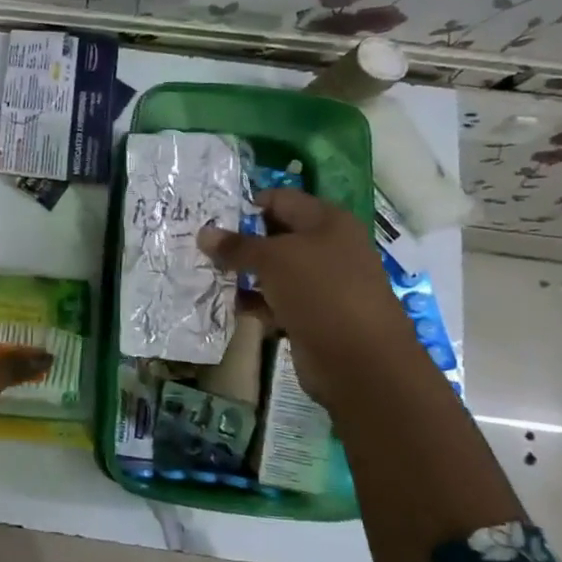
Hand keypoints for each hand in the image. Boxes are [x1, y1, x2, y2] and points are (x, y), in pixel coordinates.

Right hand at [195, 188, 420, 404]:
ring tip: (206, 275)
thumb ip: (237, 246)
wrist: (360, 362)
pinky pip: (276, 301)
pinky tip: (227, 305)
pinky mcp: (312, 315)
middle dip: (240, 241)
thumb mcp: (273, 260)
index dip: (247, 205)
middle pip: (275, 235)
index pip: (280, 199)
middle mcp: (327, 247)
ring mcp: (321, 284)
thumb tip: (203, 234)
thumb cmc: (320, 293)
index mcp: (327, 222)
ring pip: (274, 271)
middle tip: (201, 246)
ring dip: (243, 274)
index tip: (211, 218)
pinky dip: (254, 302)